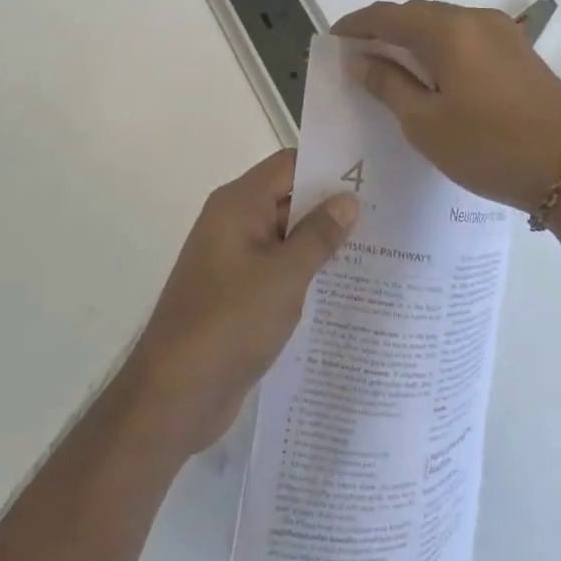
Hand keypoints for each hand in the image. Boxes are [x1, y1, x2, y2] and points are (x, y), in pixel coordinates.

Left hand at [119, 150, 357, 457]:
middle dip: (331, 207)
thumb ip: (318, 235)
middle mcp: (234, 223)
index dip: (328, 167)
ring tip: (378, 250)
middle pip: (288, 198)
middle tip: (385, 215)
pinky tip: (345, 288)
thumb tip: (347, 200)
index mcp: (238, 205)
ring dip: (322, 244)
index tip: (371, 177)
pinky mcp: (237, 293)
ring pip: (285, 237)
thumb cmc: (230, 322)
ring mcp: (234, 260)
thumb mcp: (284, 276)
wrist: (174, 395)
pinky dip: (306, 273)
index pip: (288, 165)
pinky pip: (278, 270)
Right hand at [333, 0, 560, 211]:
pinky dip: (440, 45)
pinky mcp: (520, 50)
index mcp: (449, 31)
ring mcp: (504, 32)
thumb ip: (389, 84)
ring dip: (413, 36)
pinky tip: (433, 72)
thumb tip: (360, 59)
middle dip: (384, 29)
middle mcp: (476, 19)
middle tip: (358, 54)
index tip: (333, 39)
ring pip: (444, 23)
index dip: (356, 24)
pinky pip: (467, 36)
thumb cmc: (490, 149)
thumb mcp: (426, 124)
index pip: (388, 16)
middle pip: (417, 13)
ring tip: (390, 64)